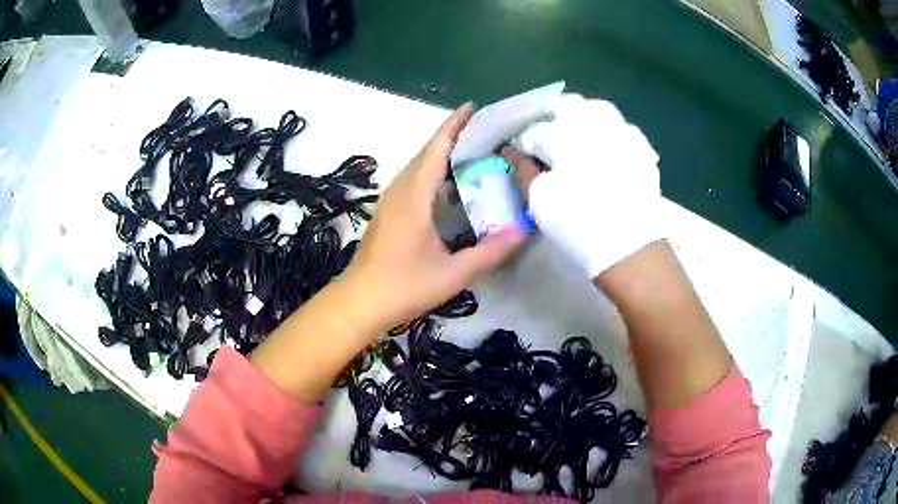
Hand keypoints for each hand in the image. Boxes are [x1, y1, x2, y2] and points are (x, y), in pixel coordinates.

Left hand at [342, 105, 524, 332]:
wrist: (358, 302)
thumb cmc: (402, 287)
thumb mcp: (452, 274)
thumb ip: (489, 254)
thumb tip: (522, 233)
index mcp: (414, 196)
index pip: (436, 148)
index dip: (454, 125)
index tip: (472, 107)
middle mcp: (400, 190)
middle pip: (427, 152)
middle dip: (453, 136)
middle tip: (486, 133)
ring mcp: (390, 201)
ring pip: (418, 166)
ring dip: (442, 154)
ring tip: (473, 153)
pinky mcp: (388, 212)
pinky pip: (413, 181)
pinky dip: (433, 172)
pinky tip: (450, 186)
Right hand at [505, 93, 662, 278]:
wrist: (630, 248)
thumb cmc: (578, 222)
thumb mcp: (540, 199)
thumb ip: (522, 170)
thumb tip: (510, 152)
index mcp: (565, 132)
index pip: (534, 129)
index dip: (523, 142)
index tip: (519, 154)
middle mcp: (595, 122)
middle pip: (567, 106)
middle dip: (552, 118)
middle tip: (546, 141)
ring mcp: (622, 132)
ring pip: (597, 110)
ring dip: (582, 118)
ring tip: (575, 139)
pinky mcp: (641, 149)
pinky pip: (621, 127)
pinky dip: (609, 132)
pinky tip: (605, 149)